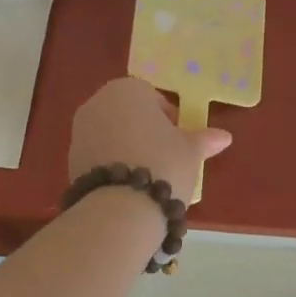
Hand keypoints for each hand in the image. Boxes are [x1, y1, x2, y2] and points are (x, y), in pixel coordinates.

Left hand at [68, 77, 231, 198]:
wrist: (119, 207)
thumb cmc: (162, 164)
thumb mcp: (190, 151)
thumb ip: (204, 139)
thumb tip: (224, 137)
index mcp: (128, 89)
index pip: (152, 97)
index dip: (169, 118)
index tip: (179, 140)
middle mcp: (98, 102)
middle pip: (129, 113)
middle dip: (146, 131)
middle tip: (166, 157)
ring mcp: (80, 131)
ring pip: (112, 134)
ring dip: (128, 148)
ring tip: (148, 175)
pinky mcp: (70, 159)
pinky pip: (99, 155)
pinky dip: (113, 165)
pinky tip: (128, 187)